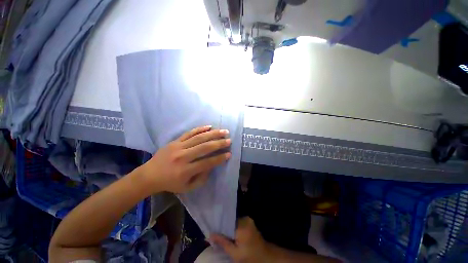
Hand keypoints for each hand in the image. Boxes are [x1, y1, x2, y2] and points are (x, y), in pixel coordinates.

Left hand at [141, 126, 230, 192]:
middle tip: (229, 140)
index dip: (219, 158)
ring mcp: (178, 146)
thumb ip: (201, 178)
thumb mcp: (186, 187)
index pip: (207, 163)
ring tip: (223, 131)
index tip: (229, 154)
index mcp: (185, 170)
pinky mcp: (175, 141)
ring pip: (199, 138)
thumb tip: (211, 166)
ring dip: (213, 134)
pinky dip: (200, 129)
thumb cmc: (169, 183)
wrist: (149, 175)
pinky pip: (189, 133)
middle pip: (204, 147)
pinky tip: (209, 126)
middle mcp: (183, 157)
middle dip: (219, 143)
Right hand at [210, 217, 271, 262]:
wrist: (264, 256)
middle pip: (230, 221)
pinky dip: (234, 228)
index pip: (227, 222)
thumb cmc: (249, 256)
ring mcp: (248, 219)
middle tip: (217, 236)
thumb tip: (210, 234)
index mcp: (242, 226)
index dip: (219, 227)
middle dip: (224, 228)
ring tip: (224, 236)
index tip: (213, 232)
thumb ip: (222, 242)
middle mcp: (245, 219)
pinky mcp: (249, 221)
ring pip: (234, 222)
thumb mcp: (234, 253)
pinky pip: (238, 222)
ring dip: (229, 228)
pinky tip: (232, 235)